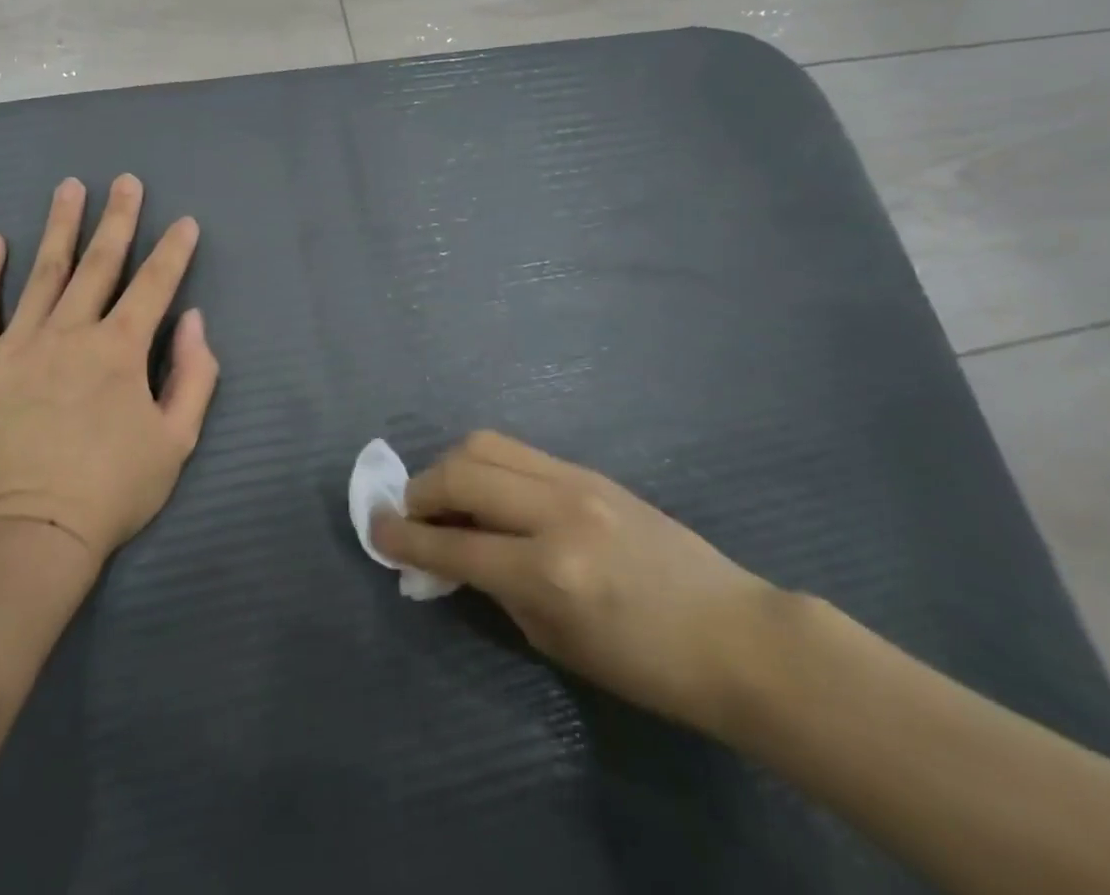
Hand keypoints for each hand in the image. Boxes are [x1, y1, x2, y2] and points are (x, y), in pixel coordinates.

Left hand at [0, 175, 218, 569]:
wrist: (27, 539)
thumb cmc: (111, 493)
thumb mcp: (176, 441)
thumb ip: (194, 375)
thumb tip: (194, 319)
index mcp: (120, 350)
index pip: (154, 285)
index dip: (173, 251)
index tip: (184, 222)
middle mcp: (70, 333)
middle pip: (99, 263)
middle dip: (118, 219)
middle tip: (126, 181)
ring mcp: (16, 345)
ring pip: (43, 272)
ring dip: (59, 227)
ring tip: (69, 187)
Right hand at [372, 431, 775, 733]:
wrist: (736, 636)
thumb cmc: (648, 666)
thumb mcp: (557, 642)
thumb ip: (495, 590)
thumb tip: (451, 555)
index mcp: (548, 572)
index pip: (452, 545)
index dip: (404, 538)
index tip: (374, 530)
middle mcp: (556, 513)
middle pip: (460, 473)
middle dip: (419, 490)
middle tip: (410, 514)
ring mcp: (575, 481)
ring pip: (485, 444)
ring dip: (450, 465)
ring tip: (446, 495)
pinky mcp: (589, 470)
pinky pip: (518, 451)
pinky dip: (487, 464)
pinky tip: (490, 492)